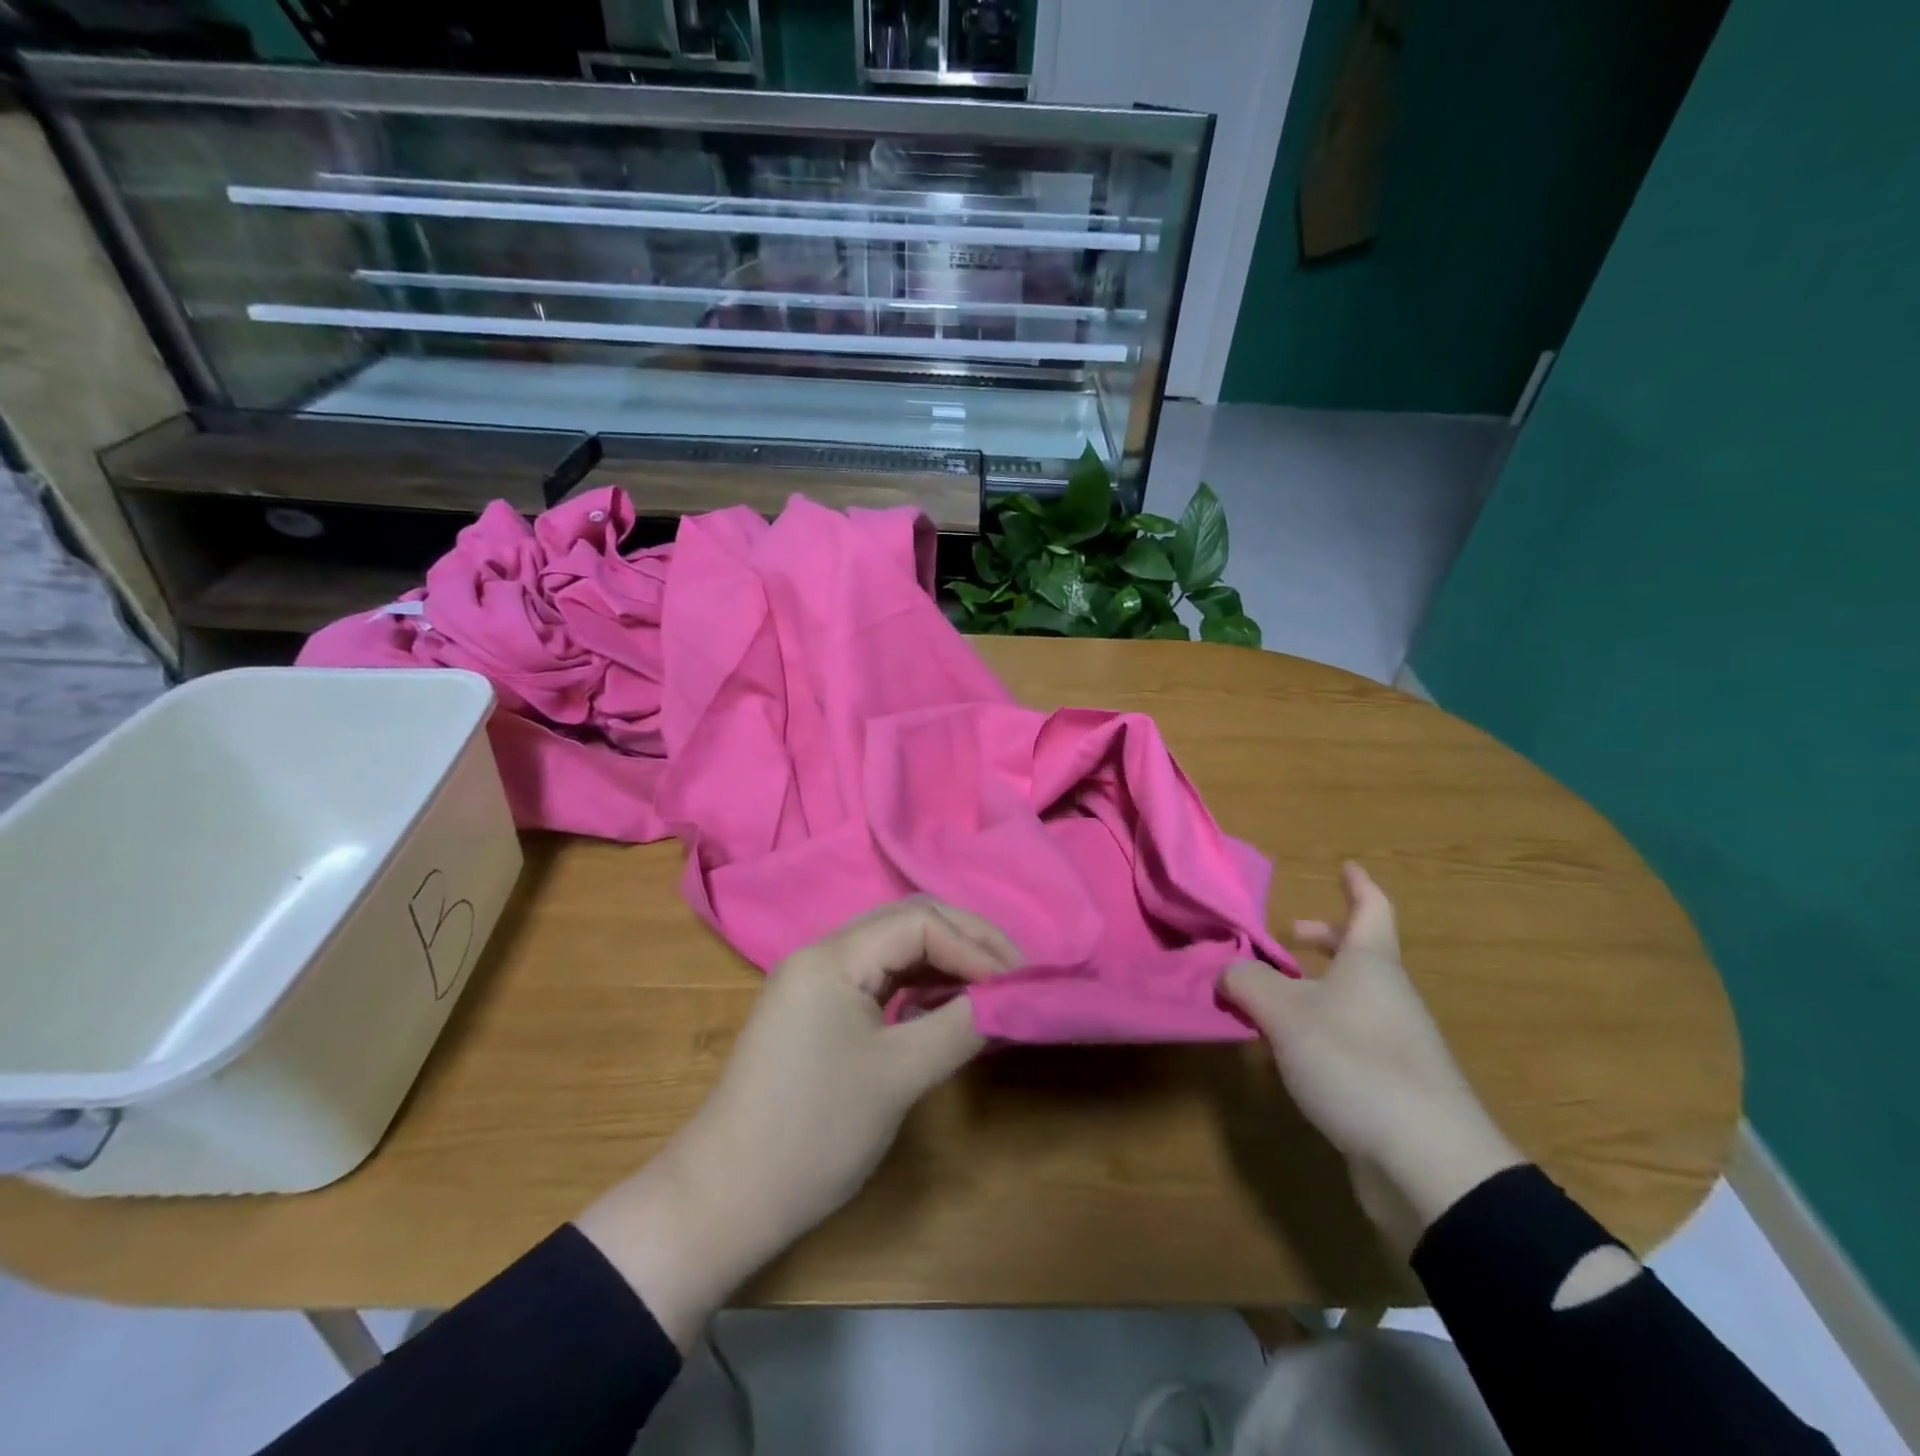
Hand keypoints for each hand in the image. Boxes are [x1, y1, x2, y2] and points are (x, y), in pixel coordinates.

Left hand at [578, 898, 1018, 1348]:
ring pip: (894, 949)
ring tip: (991, 988)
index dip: (976, 947)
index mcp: (834, 954)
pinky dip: (919, 985)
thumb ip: (961, 1026)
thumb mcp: (899, 1076)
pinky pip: (879, 978)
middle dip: (967, 942)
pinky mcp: (817, 1010)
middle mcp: (823, 952)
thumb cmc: (813, 1132)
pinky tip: (946, 1006)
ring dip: (945, 962)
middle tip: (1015, 975)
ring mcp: (816, 981)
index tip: (1018, 984)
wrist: (725, 1199)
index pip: (921, 922)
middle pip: (908, 922)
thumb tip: (1009, 1000)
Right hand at [1221, 863, 1523, 1253]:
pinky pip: (1351, 1035)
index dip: (1358, 885)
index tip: (1346, 866)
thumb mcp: (1285, 1014)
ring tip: (1273, 995)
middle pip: (1362, 953)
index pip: (1371, 909)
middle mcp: (1389, 996)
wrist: (1428, 1163)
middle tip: (1292, 935)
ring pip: (1353, 997)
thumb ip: (1248, 982)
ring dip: (1317, 986)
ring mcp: (1396, 1042)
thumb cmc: (1356, 1064)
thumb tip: (1227, 969)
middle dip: (1327, 939)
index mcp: (1371, 964)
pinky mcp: (1392, 1085)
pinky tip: (1290, 1050)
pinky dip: (1320, 1027)